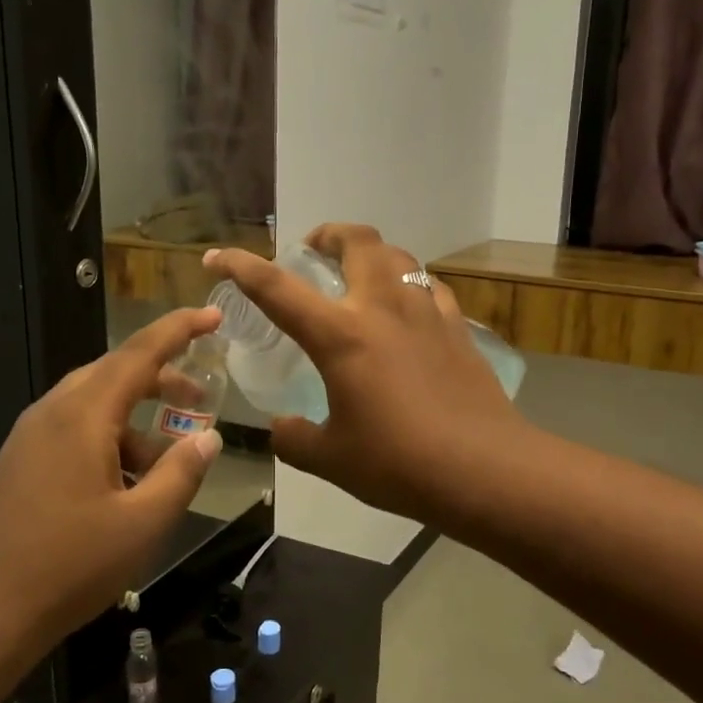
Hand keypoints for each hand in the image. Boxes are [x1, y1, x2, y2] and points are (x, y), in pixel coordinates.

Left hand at [0, 307, 224, 650]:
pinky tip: (127, 483)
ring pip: (93, 405)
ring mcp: (29, 438)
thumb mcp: (143, 523)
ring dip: (136, 417)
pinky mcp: (19, 463)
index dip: (179, 330)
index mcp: (82, 416)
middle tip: (200, 395)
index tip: (213, 315)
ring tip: (168, 458)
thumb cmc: (68, 566)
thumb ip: (181, 473)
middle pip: (114, 373)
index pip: (138, 353)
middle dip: (161, 378)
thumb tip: (208, 437)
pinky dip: (110, 440)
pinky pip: (74, 431)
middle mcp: (51, 414)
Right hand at [206, 224, 526, 522]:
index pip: (277, 288)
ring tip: (359, 275)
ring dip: (371, 254)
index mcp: (340, 335)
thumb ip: (294, 439)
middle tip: (313, 249)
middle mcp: (383, 307)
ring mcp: (426, 312)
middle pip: (356, 240)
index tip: (218, 255)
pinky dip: (409, 285)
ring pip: (398, 255)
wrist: (484, 469)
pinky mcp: (458, 327)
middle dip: (328, 233)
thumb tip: (280, 428)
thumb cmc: (398, 463)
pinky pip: (428, 287)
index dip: (241, 267)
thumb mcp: (331, 459)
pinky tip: (407, 309)